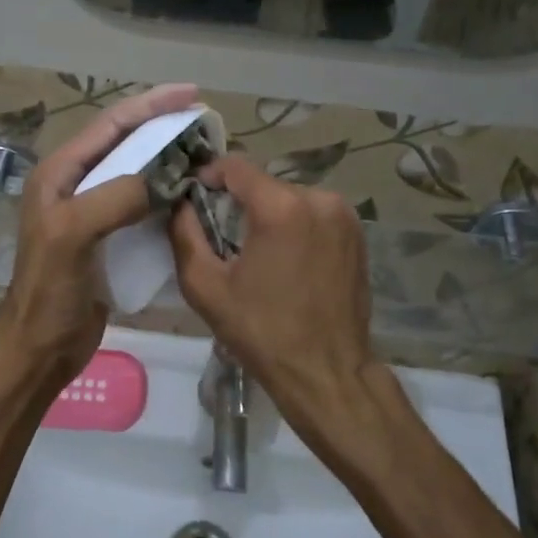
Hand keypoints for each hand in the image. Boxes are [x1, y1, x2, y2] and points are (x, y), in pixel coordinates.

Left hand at [0, 83, 200, 380]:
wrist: (40, 347)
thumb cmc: (49, 290)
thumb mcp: (73, 235)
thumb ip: (115, 197)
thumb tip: (166, 176)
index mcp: (60, 173)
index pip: (110, 125)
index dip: (150, 105)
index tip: (192, 94)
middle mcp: (75, 186)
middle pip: (126, 144)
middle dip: (164, 129)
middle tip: (206, 125)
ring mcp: (92, 214)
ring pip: (137, 175)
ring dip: (169, 162)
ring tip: (206, 156)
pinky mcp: (108, 240)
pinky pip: (141, 207)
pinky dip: (166, 197)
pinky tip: (191, 198)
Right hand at [169, 155, 378, 443]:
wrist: (326, 371)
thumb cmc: (261, 332)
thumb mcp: (206, 286)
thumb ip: (185, 234)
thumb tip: (180, 202)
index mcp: (281, 207)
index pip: (236, 165)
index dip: (209, 175)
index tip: (195, 197)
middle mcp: (319, 199)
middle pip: (264, 183)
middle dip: (239, 201)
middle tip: (222, 233)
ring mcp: (343, 215)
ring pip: (290, 198)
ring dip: (269, 214)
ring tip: (255, 252)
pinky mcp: (357, 233)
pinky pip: (314, 215)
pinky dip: (295, 226)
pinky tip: (286, 260)